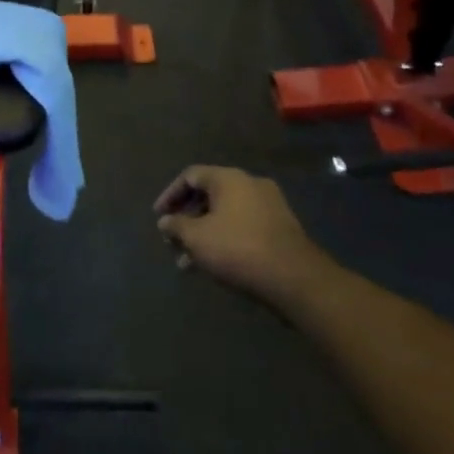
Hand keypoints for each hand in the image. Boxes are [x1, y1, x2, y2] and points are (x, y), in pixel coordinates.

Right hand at [154, 165, 328, 302]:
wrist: (294, 278)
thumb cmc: (237, 249)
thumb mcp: (196, 238)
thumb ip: (176, 226)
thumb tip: (165, 221)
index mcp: (229, 179)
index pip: (191, 176)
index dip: (170, 195)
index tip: (159, 216)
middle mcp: (251, 185)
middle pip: (209, 195)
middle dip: (186, 219)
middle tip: (172, 240)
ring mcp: (269, 206)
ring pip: (225, 215)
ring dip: (203, 234)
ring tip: (187, 262)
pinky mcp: (280, 228)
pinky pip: (242, 226)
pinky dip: (223, 239)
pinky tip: (212, 264)